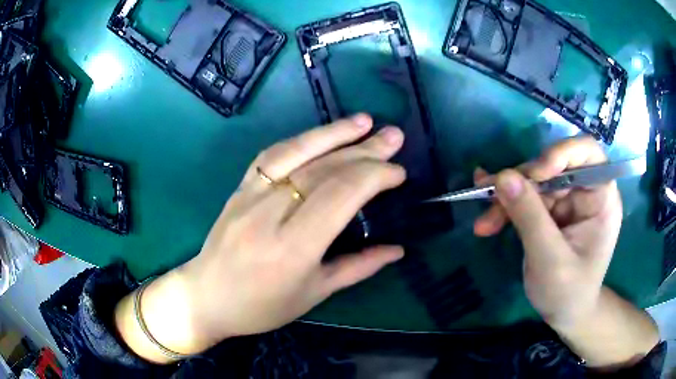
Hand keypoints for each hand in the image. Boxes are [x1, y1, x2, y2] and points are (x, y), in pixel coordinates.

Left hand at [122, 115, 407, 359]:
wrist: (207, 296)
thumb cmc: (262, 306)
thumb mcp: (314, 294)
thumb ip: (358, 267)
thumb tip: (398, 250)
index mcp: (293, 248)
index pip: (340, 195)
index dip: (374, 176)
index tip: (398, 173)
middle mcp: (271, 214)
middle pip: (324, 170)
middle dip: (365, 150)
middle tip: (394, 136)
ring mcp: (250, 195)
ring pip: (297, 152)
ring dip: (334, 132)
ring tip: (364, 121)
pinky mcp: (240, 188)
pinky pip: (272, 155)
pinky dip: (301, 140)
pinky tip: (322, 134)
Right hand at [473, 137, 622, 325]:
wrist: (564, 314)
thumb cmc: (568, 293)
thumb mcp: (550, 260)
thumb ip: (530, 218)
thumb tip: (502, 177)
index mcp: (601, 198)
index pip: (588, 153)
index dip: (562, 153)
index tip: (536, 173)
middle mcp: (584, 192)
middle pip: (552, 167)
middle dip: (521, 183)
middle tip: (491, 201)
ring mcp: (566, 201)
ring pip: (532, 183)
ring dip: (506, 200)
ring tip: (483, 223)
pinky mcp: (549, 211)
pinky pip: (524, 198)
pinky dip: (505, 208)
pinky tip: (486, 216)